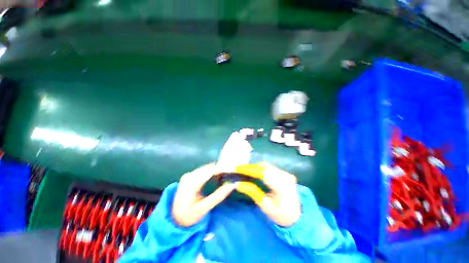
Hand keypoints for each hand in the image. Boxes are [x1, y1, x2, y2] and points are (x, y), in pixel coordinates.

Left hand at [172, 163, 235, 226]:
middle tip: (232, 174)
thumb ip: (219, 195)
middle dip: (221, 169)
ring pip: (206, 168)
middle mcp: (189, 175)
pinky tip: (217, 176)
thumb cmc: (188, 216)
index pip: (210, 171)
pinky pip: (203, 170)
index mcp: (191, 183)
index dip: (222, 168)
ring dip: (217, 170)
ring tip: (227, 175)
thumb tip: (233, 184)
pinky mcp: (189, 176)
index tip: (233, 170)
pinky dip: (212, 172)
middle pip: (208, 167)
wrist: (173, 218)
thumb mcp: (204, 208)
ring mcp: (188, 175)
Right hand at [236, 163, 300, 226]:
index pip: (262, 173)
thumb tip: (238, 183)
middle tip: (238, 169)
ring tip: (243, 170)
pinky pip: (269, 167)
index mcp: (282, 187)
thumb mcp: (266, 206)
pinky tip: (253, 171)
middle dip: (250, 167)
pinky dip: (259, 168)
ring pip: (266, 165)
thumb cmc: (282, 215)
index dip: (248, 169)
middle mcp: (285, 176)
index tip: (236, 168)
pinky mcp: (284, 172)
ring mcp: (285, 173)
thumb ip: (253, 192)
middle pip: (264, 167)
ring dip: (254, 167)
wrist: (299, 215)